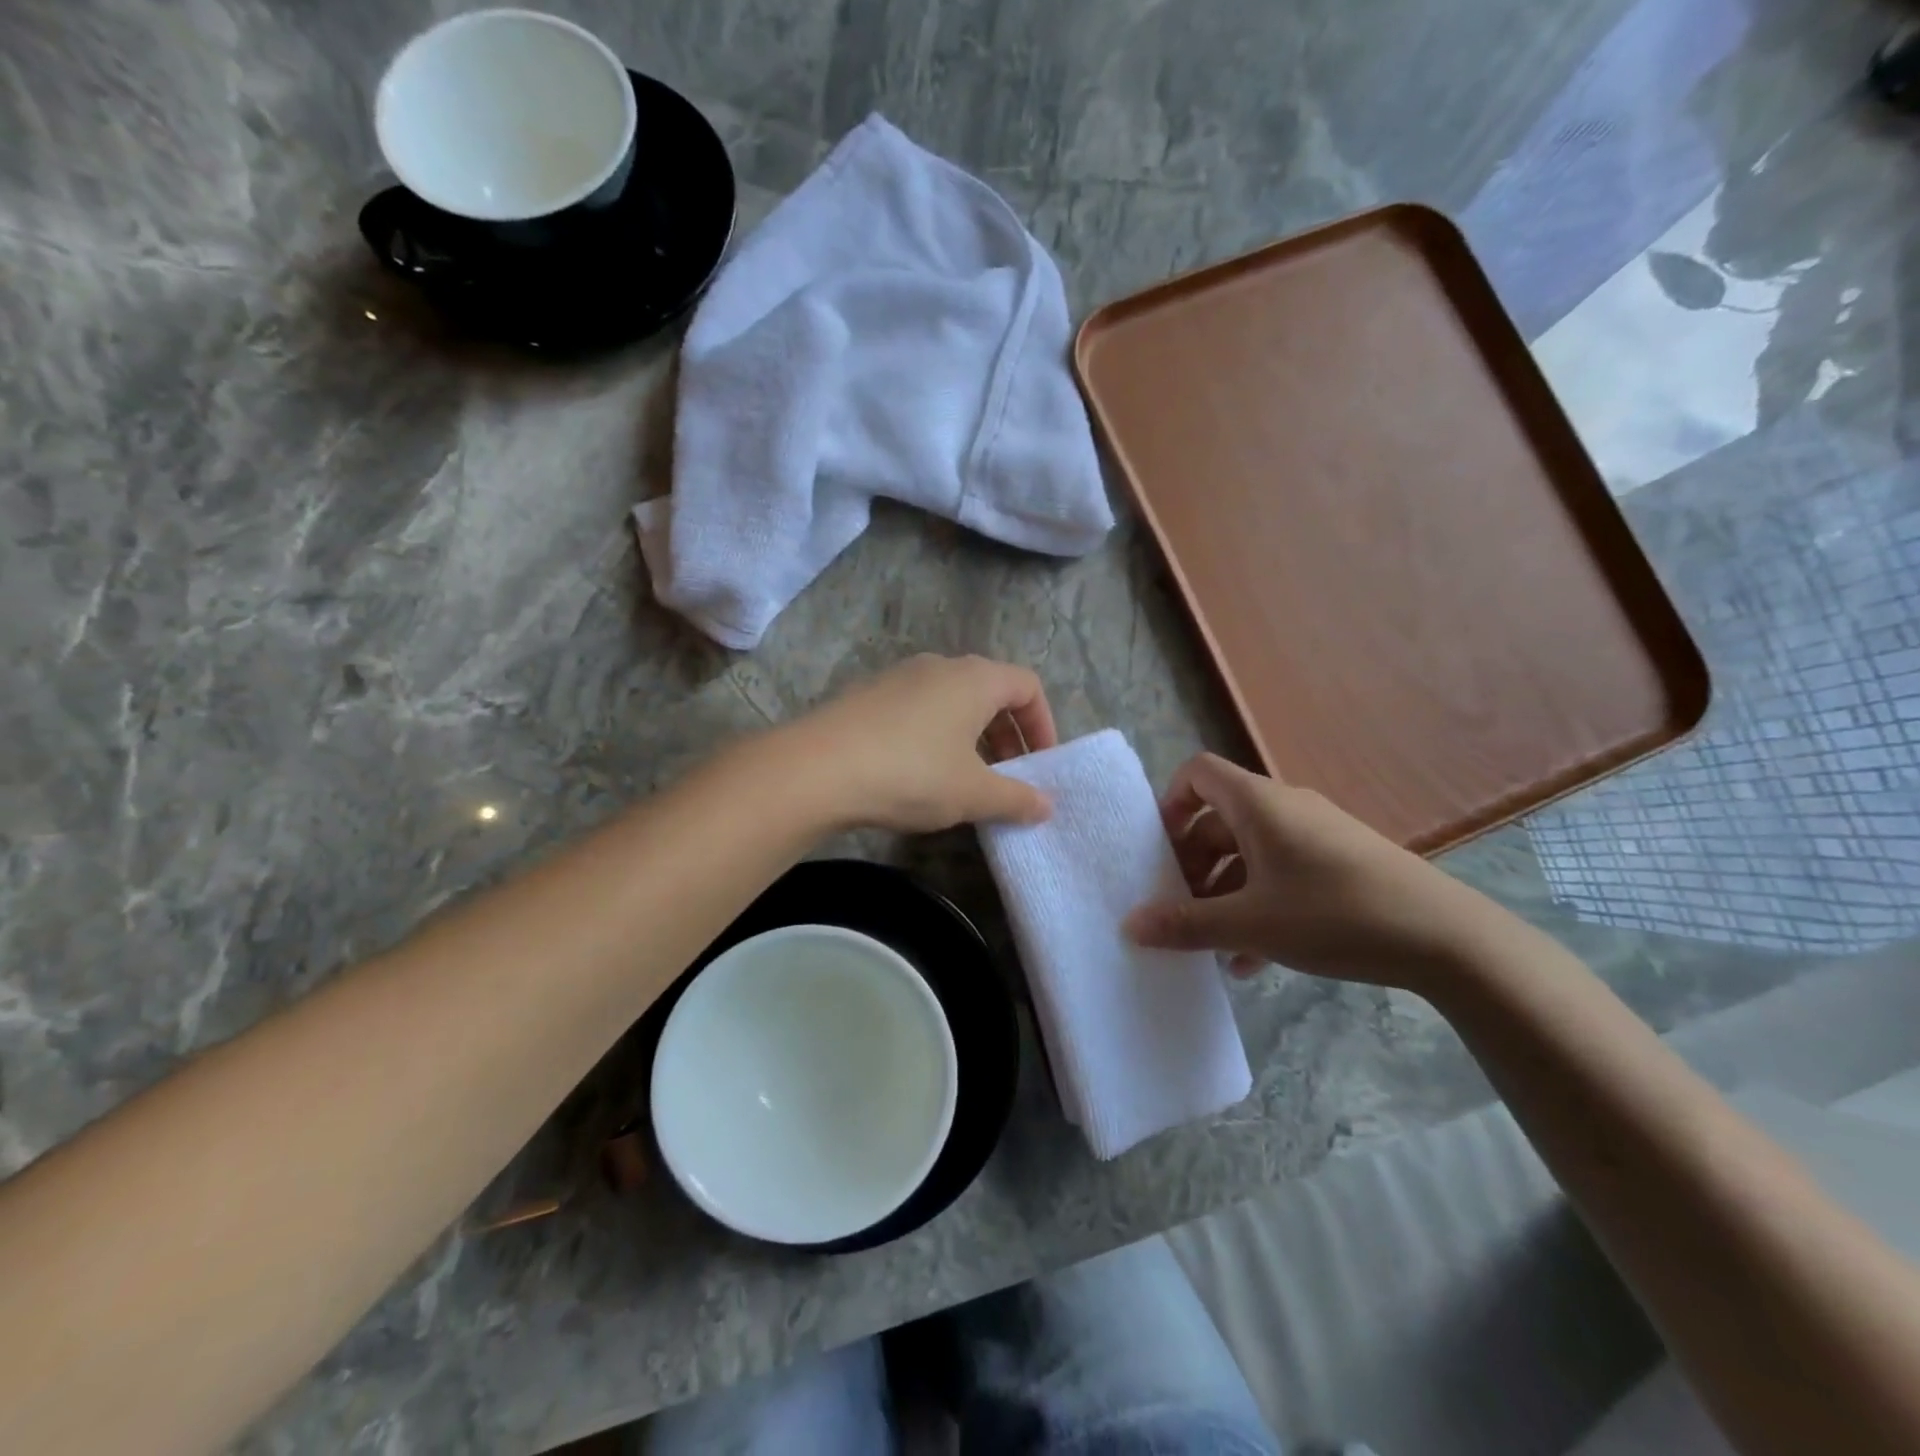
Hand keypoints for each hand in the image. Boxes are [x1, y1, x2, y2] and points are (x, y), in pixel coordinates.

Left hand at [777, 654, 1058, 832]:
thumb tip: (1046, 805)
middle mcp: (939, 666)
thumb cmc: (911, 773)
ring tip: (966, 779)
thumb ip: (1016, 798)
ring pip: (952, 701)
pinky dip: (936, 735)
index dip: (1044, 725)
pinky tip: (920, 774)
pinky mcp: (868, 695)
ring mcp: (899, 677)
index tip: (1041, 765)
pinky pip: (918, 709)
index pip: (1028, 686)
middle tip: (1008, 777)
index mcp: (975, 678)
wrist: (816, 769)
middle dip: (1008, 735)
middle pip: (990, 691)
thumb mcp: (972, 793)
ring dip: (971, 737)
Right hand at [1122, 753, 1514, 987]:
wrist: (1445, 938)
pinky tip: (1252, 959)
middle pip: (1219, 821)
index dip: (1169, 803)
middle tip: (1179, 909)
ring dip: (1223, 894)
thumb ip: (1186, 924)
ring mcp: (1316, 836)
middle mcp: (1284, 808)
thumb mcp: (1250, 924)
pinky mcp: (1340, 864)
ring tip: (1211, 944)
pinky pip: (1281, 873)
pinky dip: (1258, 905)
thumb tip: (1130, 925)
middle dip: (1192, 865)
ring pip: (1249, 854)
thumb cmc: (1334, 914)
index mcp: (1258, 804)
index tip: (1158, 851)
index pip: (1198, 773)